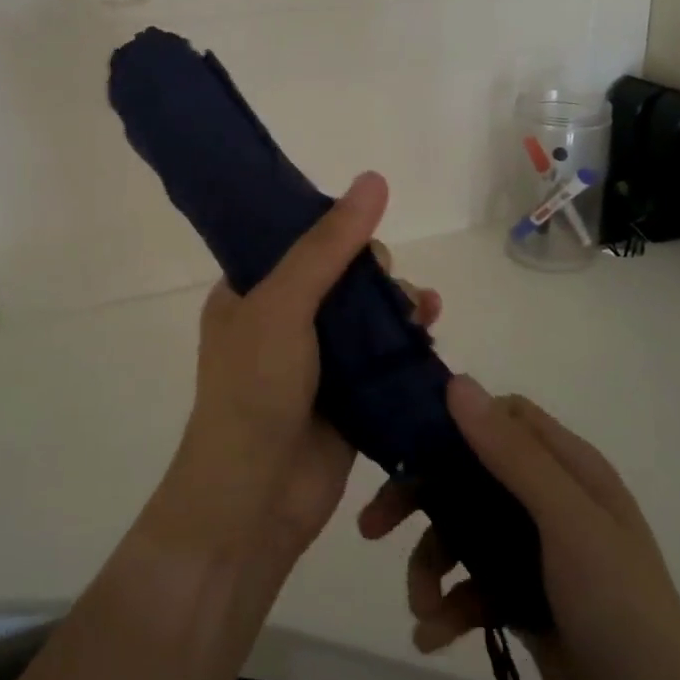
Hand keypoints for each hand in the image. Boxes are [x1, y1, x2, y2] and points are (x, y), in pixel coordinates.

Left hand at [150, 172, 440, 570]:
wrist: (254, 500)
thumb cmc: (254, 389)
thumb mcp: (283, 304)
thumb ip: (328, 246)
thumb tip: (374, 179)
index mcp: (249, 292)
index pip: (295, 241)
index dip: (333, 229)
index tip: (364, 231)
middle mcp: (281, 320)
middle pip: (340, 275)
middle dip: (373, 273)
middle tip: (387, 286)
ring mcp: (316, 360)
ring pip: (367, 315)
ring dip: (397, 303)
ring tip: (422, 309)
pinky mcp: (347, 395)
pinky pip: (383, 355)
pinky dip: (408, 339)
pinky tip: (430, 328)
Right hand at [358, 380, 679, 679]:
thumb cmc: (622, 612)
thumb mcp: (567, 524)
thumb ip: (512, 455)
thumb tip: (457, 382)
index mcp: (570, 470)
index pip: (504, 417)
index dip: (456, 420)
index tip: (405, 438)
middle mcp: (551, 502)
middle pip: (469, 475)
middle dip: (421, 499)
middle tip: (374, 524)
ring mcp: (537, 554)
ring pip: (463, 533)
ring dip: (431, 564)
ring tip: (419, 605)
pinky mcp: (525, 600)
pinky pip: (472, 586)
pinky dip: (449, 606)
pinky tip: (431, 636)